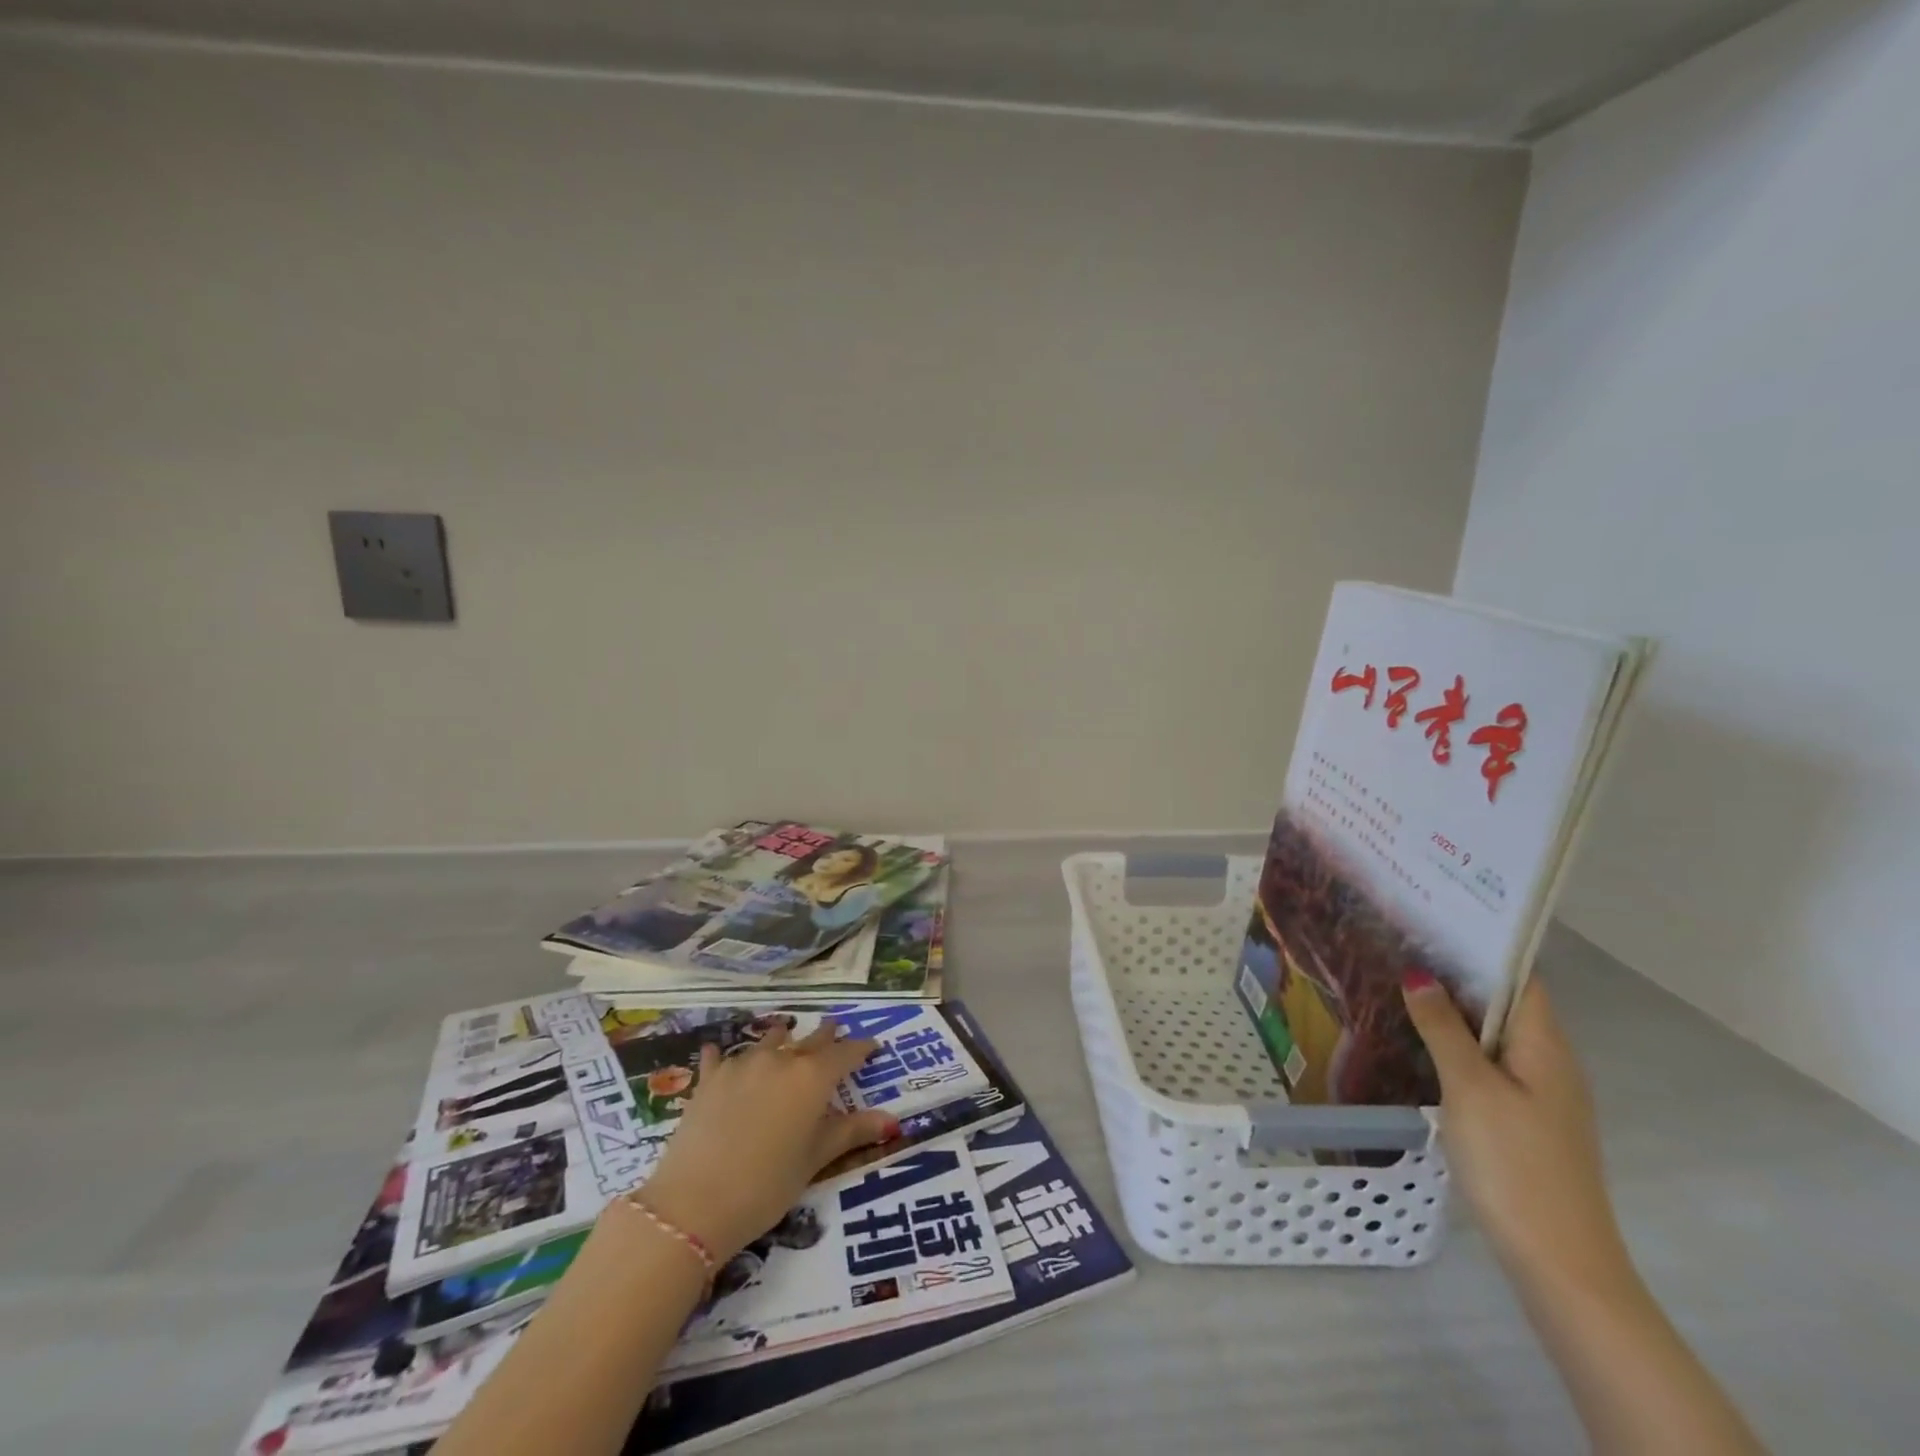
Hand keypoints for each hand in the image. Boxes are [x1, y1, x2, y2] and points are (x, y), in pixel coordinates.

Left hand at [636, 1021, 899, 1261]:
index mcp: (812, 1077)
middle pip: (810, 1040)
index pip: (845, 1054)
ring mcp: (742, 1065)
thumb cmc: (767, 1185)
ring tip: (785, 1036)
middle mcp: (781, 1059)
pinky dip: (725, 1055)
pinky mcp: (710, 1079)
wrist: (695, 1204)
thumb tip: (892, 1121)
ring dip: (782, 1039)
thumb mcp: (815, 1160)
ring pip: (769, 1041)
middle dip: (825, 1036)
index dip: (861, 1049)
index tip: (872, 1046)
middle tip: (834, 1029)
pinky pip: (721, 1057)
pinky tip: (717, 1051)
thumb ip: (852, 1132)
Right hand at [1402, 973, 1629, 1293]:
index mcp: (1546, 1047)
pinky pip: (1489, 1065)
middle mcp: (1550, 1063)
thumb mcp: (1470, 1088)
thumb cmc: (1515, 1163)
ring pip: (1494, 1037)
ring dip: (1454, 1012)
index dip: (1480, 949)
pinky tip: (1421, 1046)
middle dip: (1457, 976)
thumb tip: (1419, 973)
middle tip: (1401, 947)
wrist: (1559, 1263)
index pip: (1519, 979)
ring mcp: (1540, 1096)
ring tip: (1400, 986)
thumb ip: (1443, 1028)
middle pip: (1506, 1005)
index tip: (1432, 921)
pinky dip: (1458, 1046)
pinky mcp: (1524, 1122)